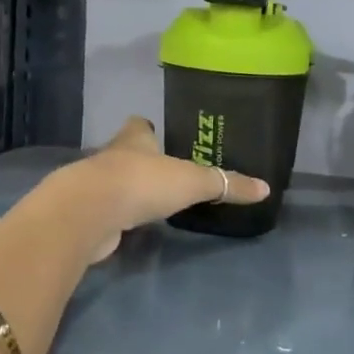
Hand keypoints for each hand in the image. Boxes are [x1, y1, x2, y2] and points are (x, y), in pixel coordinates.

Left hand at [63, 117, 270, 261]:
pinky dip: (120, 218)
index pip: (139, 126)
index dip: (148, 129)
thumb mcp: (192, 181)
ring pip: (116, 183)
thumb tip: (264, 188)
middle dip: (143, 161)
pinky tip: (134, 227)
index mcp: (134, 140)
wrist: (88, 213)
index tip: (160, 134)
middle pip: (127, 153)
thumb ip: (226, 184)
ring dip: (131, 191)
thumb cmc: (141, 183)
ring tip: (155, 202)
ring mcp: (96, 186)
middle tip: (167, 173)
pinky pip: (109, 212)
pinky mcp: (88, 215)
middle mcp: (112, 157)